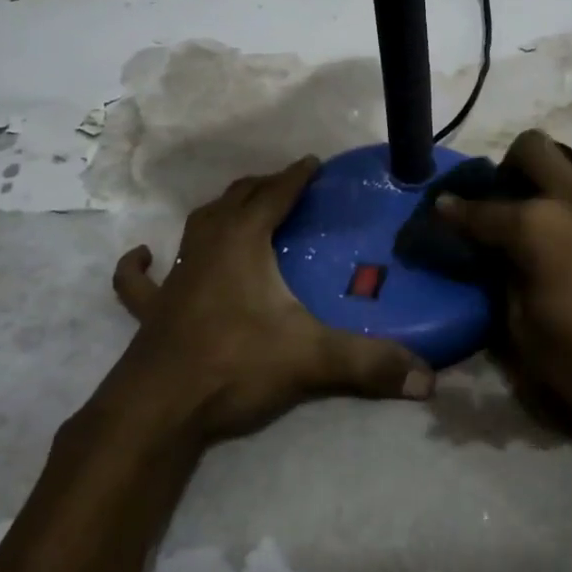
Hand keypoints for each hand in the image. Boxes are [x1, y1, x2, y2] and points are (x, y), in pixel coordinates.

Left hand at [100, 157, 435, 446]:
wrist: (157, 409)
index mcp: (243, 242)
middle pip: (236, 200)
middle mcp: (207, 247)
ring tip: (238, 210)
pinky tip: (145, 255)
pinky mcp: (153, 309)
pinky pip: (142, 280)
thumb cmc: (234, 365)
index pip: (275, 195)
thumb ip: (369, 363)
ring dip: (220, 212)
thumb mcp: (310, 359)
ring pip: (196, 226)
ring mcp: (175, 277)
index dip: (296, 176)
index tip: (314, 162)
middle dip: (262, 186)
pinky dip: (142, 265)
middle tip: (286, 185)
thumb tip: (429, 380)